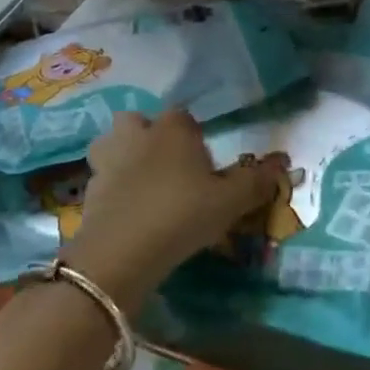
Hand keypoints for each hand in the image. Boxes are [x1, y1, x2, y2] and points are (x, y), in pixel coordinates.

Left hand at [64, 109, 282, 310]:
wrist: (121, 252)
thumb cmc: (182, 214)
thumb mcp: (230, 202)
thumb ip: (256, 181)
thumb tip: (282, 165)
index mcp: (172, 128)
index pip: (184, 117)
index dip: (195, 138)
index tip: (204, 167)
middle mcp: (136, 135)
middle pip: (138, 122)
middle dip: (148, 137)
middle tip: (167, 169)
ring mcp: (106, 161)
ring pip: (110, 146)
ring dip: (121, 158)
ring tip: (140, 186)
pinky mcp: (87, 191)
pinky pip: (100, 182)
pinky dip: (110, 192)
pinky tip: (125, 215)